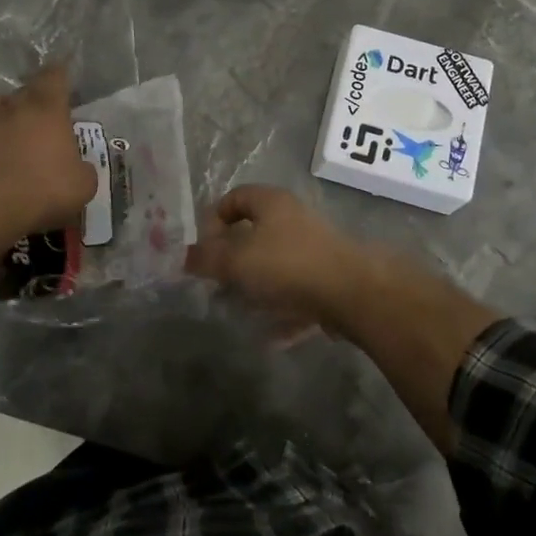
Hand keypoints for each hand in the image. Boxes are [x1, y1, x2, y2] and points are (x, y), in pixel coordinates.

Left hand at [0, 66, 97, 298]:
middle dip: (27, 97)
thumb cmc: (46, 189)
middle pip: (20, 90)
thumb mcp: (83, 184)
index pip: (55, 77)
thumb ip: (82, 170)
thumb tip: (79, 169)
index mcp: (48, 110)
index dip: (59, 73)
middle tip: (34, 110)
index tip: (62, 71)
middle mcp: (14, 109)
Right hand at [185, 185, 363, 333]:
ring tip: (240, 311)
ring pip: (275, 264)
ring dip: (256, 287)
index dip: (213, 220)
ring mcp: (314, 248)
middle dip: (233, 259)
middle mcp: (293, 218)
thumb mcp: (237, 261)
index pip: (233, 198)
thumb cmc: (287, 265)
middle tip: (217, 283)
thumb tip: (183, 256)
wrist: (352, 293)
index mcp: (271, 202)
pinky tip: (271, 337)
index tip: (203, 250)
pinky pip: (297, 292)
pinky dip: (282, 311)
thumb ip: (207, 258)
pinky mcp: (329, 278)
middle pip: (254, 232)